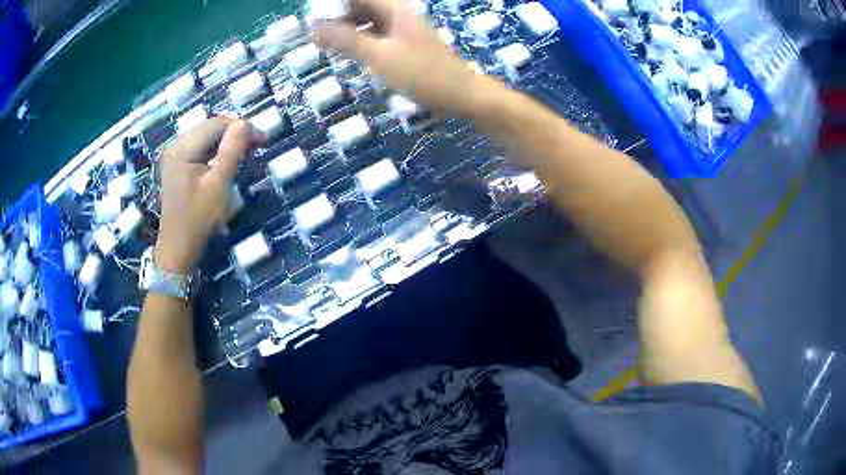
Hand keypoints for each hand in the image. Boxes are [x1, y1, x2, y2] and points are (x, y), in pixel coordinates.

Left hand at [156, 118, 264, 273]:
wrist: (178, 246)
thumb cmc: (199, 218)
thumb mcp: (219, 184)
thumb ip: (232, 150)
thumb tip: (245, 123)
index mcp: (183, 148)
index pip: (217, 124)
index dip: (242, 128)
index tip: (264, 140)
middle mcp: (176, 145)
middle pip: (211, 127)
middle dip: (235, 132)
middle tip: (257, 146)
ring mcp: (174, 154)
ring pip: (206, 135)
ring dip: (227, 141)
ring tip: (245, 153)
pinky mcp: (177, 163)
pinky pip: (200, 147)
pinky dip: (216, 149)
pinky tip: (226, 159)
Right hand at [313, 0, 485, 114]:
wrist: (460, 94)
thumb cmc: (422, 74)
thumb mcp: (379, 56)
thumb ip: (345, 40)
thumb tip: (313, 27)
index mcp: (393, 7)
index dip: (333, 3)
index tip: (312, 15)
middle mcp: (397, 11)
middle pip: (360, 4)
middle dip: (336, 14)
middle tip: (313, 33)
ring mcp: (401, 26)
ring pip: (366, 18)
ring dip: (345, 27)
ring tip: (323, 43)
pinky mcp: (403, 41)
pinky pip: (374, 32)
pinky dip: (358, 38)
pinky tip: (346, 51)